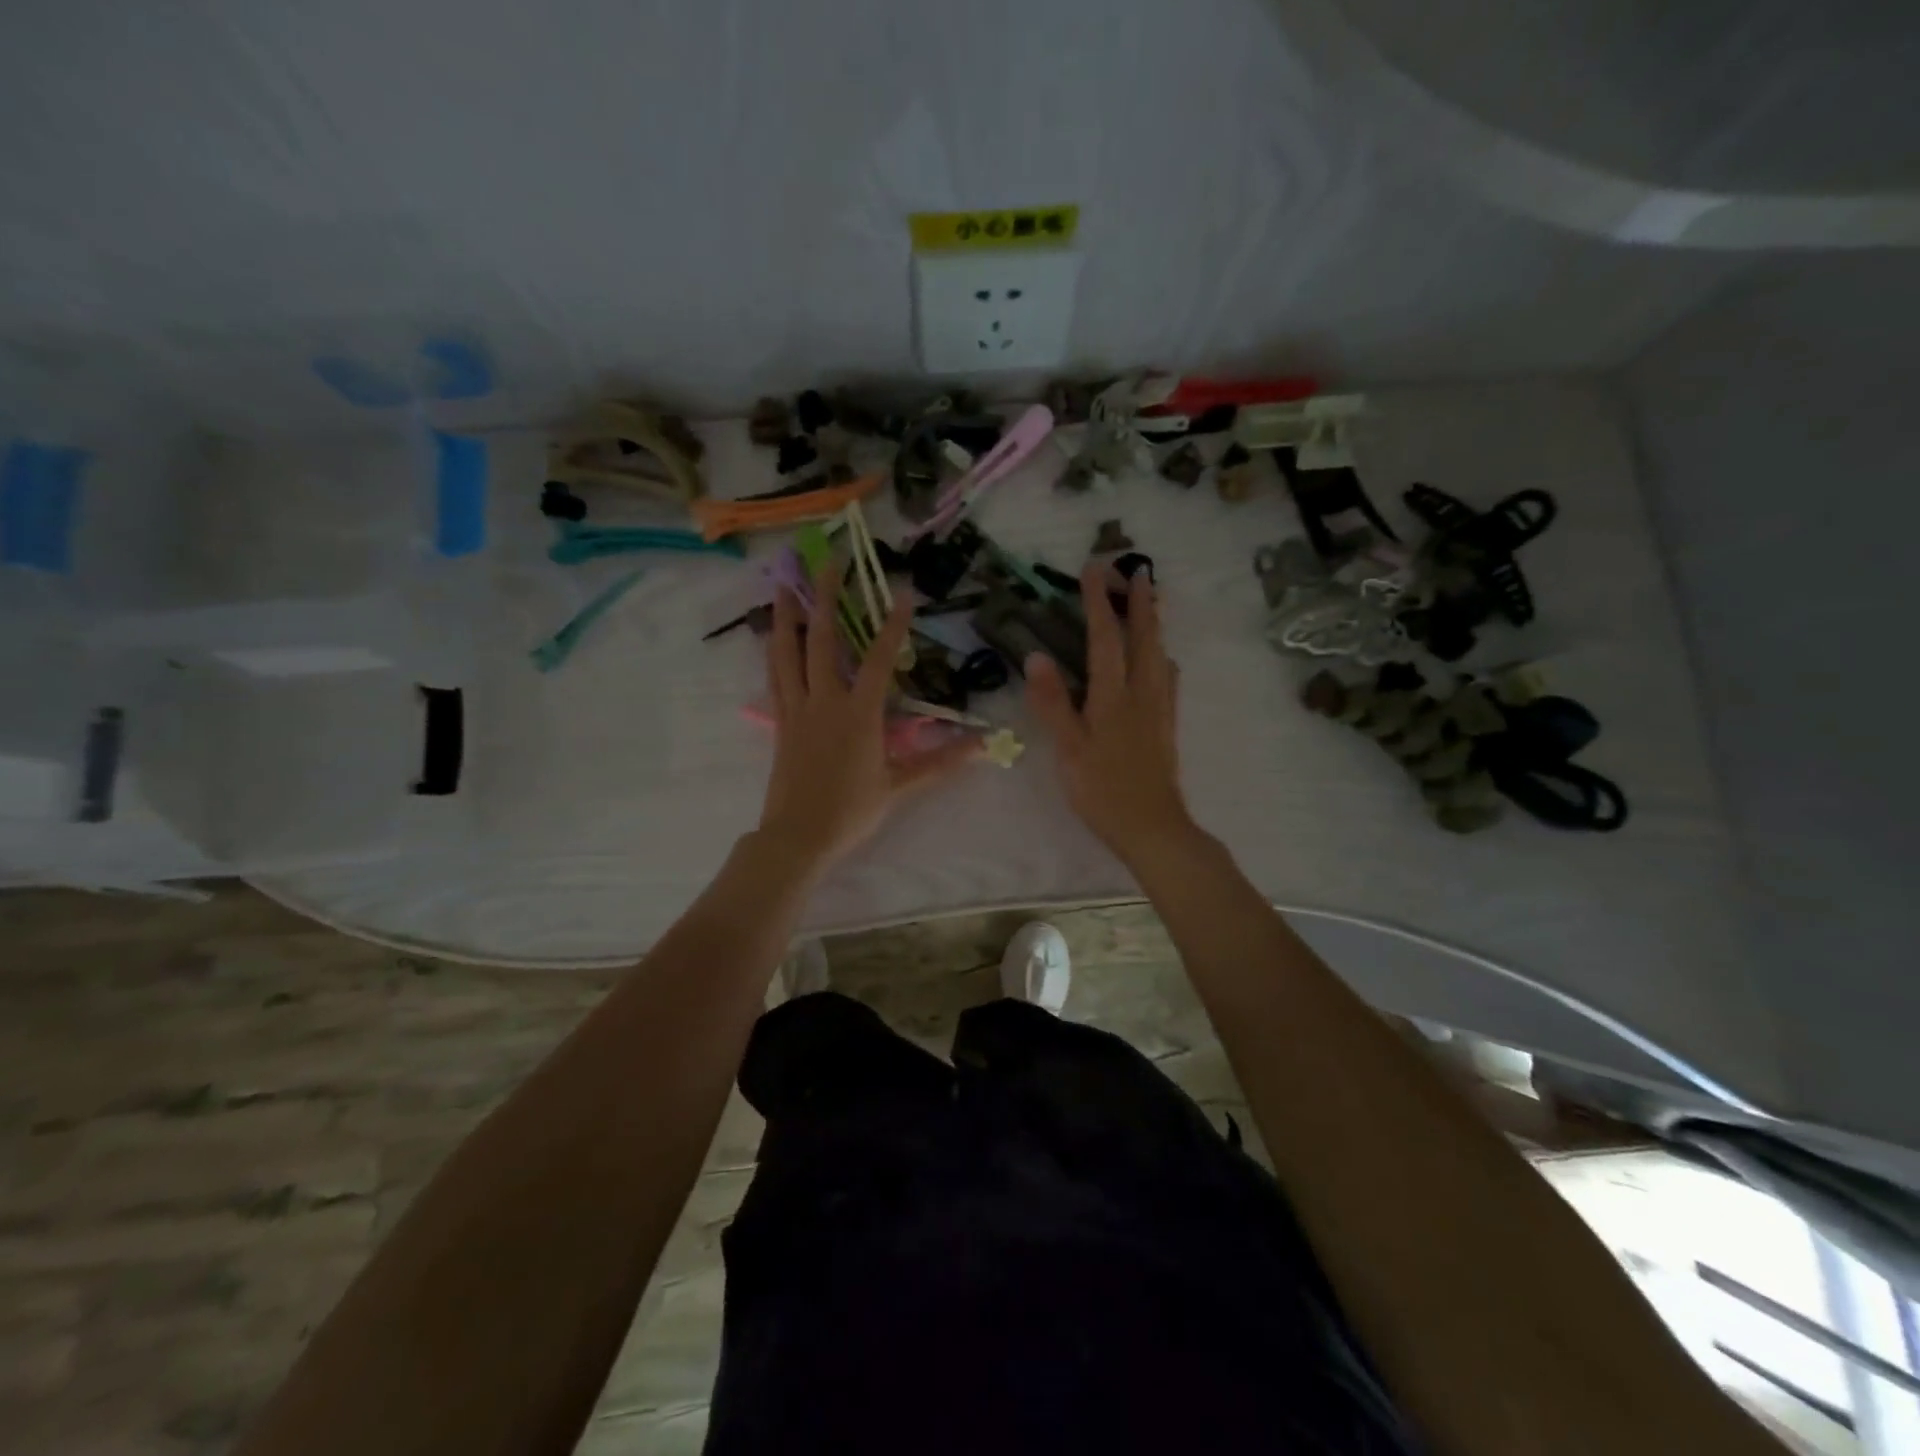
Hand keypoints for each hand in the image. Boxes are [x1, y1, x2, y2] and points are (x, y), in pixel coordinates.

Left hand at [757, 561, 980, 874]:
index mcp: (858, 715)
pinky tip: (773, 636)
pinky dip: (774, 651)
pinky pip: (775, 677)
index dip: (892, 625)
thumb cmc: (851, 811)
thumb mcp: (900, 787)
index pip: (880, 660)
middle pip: (824, 641)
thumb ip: (940, 762)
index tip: (902, 593)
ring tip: (783, 583)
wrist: (798, 837)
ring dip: (787, 616)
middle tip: (828, 562)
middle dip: (827, 598)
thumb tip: (983, 746)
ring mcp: (797, 709)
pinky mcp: (780, 722)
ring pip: (788, 653)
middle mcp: (825, 702)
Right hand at [1025, 563, 1193, 860]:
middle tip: (1138, 571)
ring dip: (1155, 623)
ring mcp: (1160, 708)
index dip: (1099, 601)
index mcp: (1113, 696)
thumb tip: (1036, 656)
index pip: (1105, 637)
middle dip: (1141, 601)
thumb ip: (1054, 703)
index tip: (1095, 568)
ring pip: (1160, 654)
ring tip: (1152, 603)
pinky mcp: (1167, 724)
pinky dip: (1161, 655)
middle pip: (1144, 637)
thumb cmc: (1102, 790)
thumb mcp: (1069, 749)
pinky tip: (1159, 661)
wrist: (1152, 827)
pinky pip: (1168, 677)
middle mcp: (1142, 693)